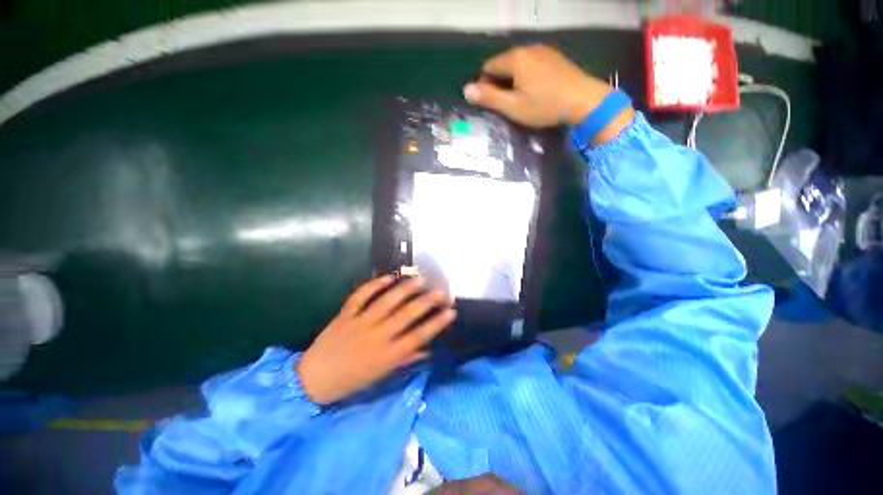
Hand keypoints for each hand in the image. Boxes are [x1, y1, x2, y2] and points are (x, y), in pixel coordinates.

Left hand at [297, 276, 455, 404]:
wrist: (312, 380)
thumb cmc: (350, 381)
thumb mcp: (380, 376)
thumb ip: (404, 360)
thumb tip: (426, 349)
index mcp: (387, 356)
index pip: (418, 337)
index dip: (437, 323)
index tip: (451, 312)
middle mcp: (377, 336)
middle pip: (406, 315)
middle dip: (427, 302)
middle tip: (441, 291)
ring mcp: (360, 323)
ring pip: (386, 302)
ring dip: (405, 289)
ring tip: (420, 278)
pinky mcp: (345, 315)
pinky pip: (361, 296)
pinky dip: (374, 284)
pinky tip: (388, 276)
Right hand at [464, 45, 633, 143]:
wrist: (583, 100)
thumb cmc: (544, 106)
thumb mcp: (513, 106)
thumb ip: (489, 97)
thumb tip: (466, 89)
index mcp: (515, 59)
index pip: (489, 67)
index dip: (484, 84)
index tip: (490, 102)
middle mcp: (528, 48)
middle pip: (504, 63)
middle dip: (499, 81)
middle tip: (505, 103)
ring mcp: (544, 51)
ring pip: (519, 63)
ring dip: (513, 79)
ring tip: (519, 98)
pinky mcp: (555, 57)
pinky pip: (533, 64)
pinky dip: (527, 75)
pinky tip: (535, 90)